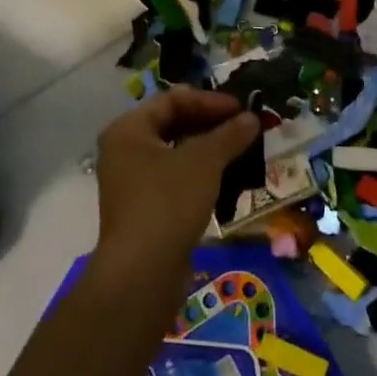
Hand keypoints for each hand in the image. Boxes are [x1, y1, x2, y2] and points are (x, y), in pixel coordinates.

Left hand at [93, 89, 259, 281]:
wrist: (142, 275)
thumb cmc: (167, 202)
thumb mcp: (204, 161)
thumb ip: (229, 135)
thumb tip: (252, 118)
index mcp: (128, 130)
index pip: (172, 100)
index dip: (209, 100)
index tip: (242, 109)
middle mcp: (124, 151)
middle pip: (173, 125)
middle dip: (211, 125)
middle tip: (245, 128)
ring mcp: (133, 184)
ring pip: (176, 154)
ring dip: (209, 150)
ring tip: (242, 152)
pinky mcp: (145, 211)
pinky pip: (176, 180)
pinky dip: (201, 175)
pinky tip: (227, 180)